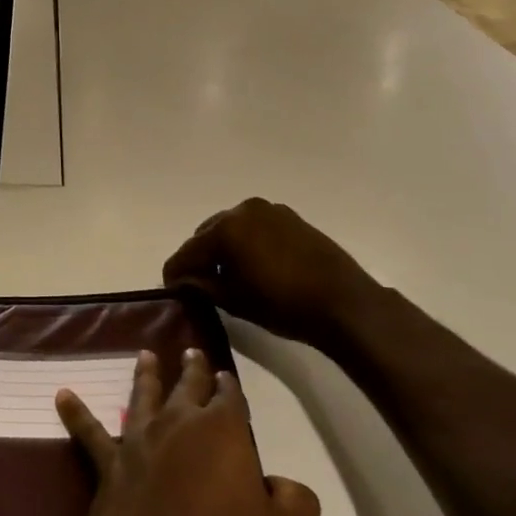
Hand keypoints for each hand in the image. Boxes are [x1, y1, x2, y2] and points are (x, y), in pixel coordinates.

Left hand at [54, 348, 319, 515]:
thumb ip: (295, 500)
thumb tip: (277, 483)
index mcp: (222, 431)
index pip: (229, 396)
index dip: (229, 386)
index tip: (226, 377)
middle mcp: (179, 423)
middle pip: (188, 386)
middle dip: (193, 368)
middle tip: (192, 353)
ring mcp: (140, 439)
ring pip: (143, 395)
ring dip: (146, 374)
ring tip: (145, 355)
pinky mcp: (109, 462)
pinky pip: (89, 431)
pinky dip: (75, 412)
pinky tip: (61, 395)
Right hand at [162, 198, 372, 344]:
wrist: (344, 303)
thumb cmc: (283, 305)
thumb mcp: (234, 300)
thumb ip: (202, 286)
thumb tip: (181, 281)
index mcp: (225, 229)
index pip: (187, 251)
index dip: (175, 273)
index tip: (171, 289)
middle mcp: (242, 210)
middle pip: (206, 234)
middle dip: (199, 257)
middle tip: (198, 282)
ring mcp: (268, 210)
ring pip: (231, 228)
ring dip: (222, 248)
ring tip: (226, 274)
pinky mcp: (289, 217)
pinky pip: (254, 227)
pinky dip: (245, 242)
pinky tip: (252, 265)